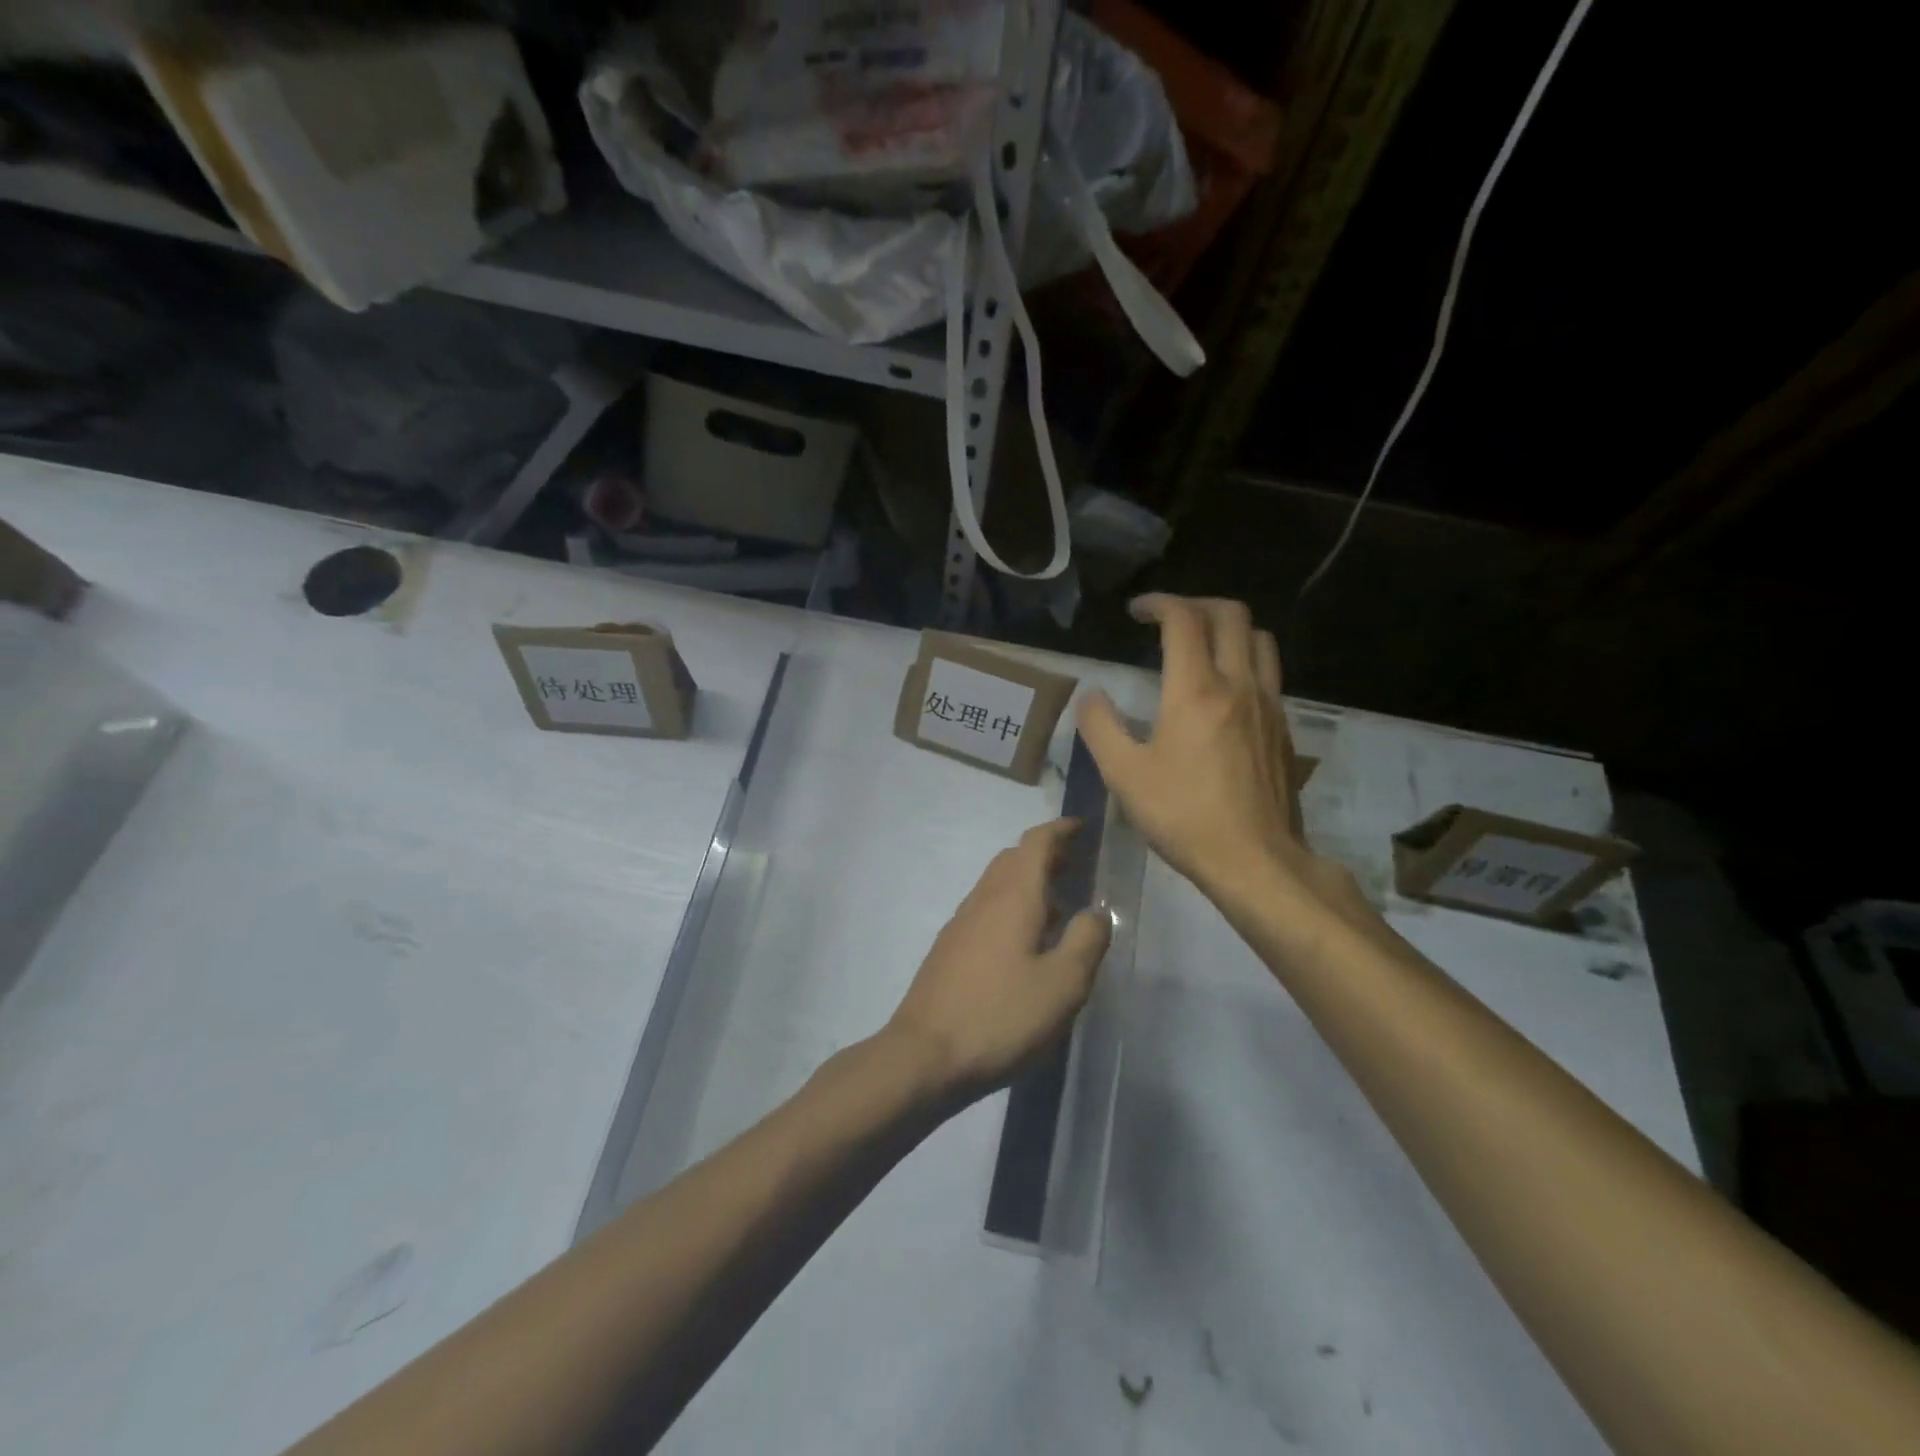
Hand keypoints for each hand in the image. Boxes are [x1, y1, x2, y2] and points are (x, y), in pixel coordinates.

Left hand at [886, 819, 1111, 1099]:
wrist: (925, 1055)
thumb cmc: (1001, 1016)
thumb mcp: (1063, 984)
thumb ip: (1086, 941)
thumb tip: (1097, 911)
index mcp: (1013, 896)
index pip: (1036, 842)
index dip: (1060, 829)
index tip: (1083, 827)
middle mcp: (983, 898)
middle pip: (1013, 858)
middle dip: (1045, 855)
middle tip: (1077, 866)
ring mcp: (961, 923)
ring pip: (998, 884)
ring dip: (1028, 882)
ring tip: (1059, 906)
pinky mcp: (950, 948)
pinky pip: (986, 909)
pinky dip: (1012, 906)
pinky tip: (1026, 943)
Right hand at [1077, 595, 1307, 900]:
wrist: (1255, 860)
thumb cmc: (1183, 816)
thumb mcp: (1123, 775)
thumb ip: (1100, 727)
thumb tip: (1091, 696)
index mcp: (1196, 690)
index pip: (1183, 619)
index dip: (1158, 603)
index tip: (1137, 612)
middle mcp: (1238, 685)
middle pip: (1231, 614)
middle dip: (1197, 604)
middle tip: (1169, 620)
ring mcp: (1268, 706)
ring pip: (1260, 640)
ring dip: (1229, 628)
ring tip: (1202, 646)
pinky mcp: (1284, 729)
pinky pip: (1269, 674)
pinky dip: (1245, 661)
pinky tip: (1226, 692)